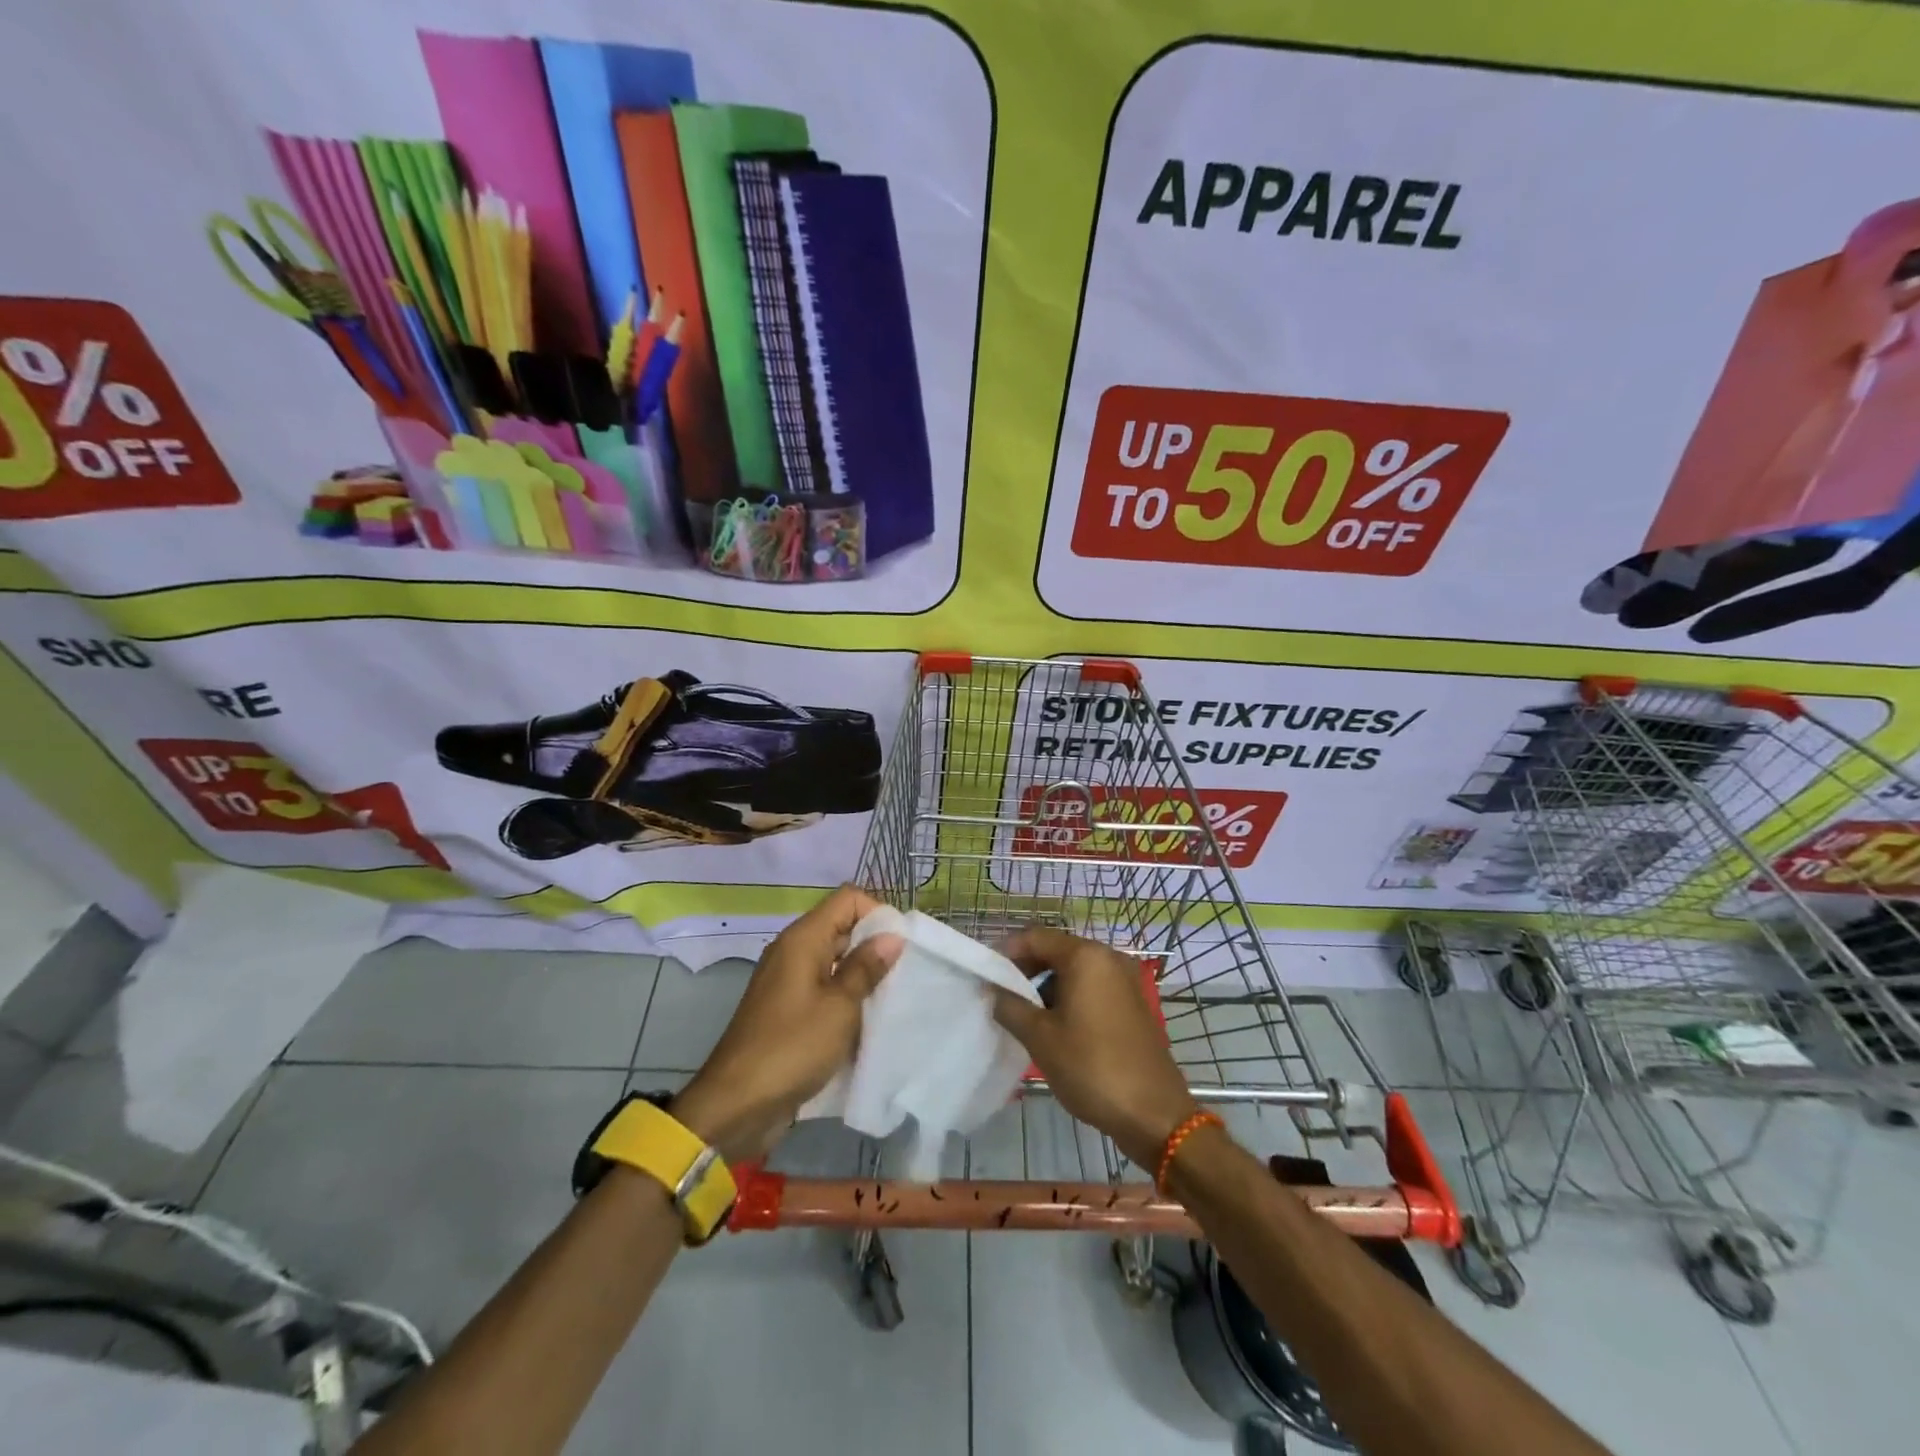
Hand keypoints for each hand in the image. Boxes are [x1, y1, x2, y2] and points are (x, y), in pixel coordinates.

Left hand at [674, 885, 902, 1164]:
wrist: (737, 1105)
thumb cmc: (792, 1047)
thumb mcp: (840, 1007)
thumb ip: (866, 967)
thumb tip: (892, 936)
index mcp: (803, 939)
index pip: (847, 899)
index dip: (877, 912)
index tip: (901, 945)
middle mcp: (794, 951)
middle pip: (842, 927)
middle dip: (875, 945)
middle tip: (905, 974)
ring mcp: (789, 981)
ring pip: (836, 960)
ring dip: (863, 975)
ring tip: (892, 997)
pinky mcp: (789, 1010)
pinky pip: (825, 988)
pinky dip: (847, 997)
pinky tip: (868, 1020)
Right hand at [991, 928, 1199, 1169]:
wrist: (1154, 1113)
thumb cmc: (1092, 1067)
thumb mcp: (1040, 1038)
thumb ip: (1010, 1006)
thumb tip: (994, 990)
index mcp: (1086, 956)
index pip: (1035, 937)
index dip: (1006, 952)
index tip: (986, 976)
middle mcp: (1108, 958)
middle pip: (1056, 950)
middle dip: (1026, 970)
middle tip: (1002, 997)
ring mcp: (1125, 980)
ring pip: (1074, 970)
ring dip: (1046, 986)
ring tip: (1025, 1016)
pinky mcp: (1132, 1003)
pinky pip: (1092, 987)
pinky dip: (1069, 997)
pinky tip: (1055, 1027)